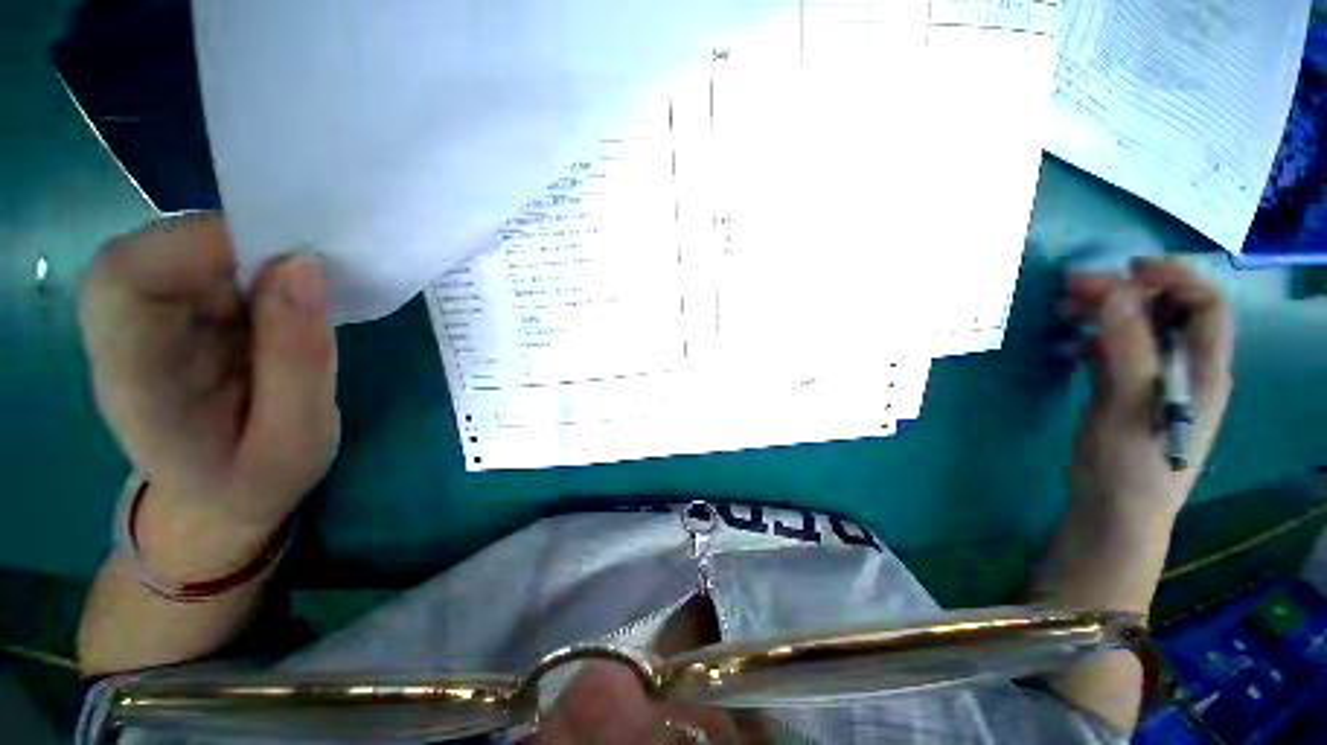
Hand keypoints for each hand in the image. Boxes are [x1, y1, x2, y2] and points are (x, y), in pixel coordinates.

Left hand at [80, 214, 338, 573]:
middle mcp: (122, 334)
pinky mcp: (175, 311)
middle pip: (151, 249)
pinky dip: (258, 265)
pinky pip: (208, 262)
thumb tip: (306, 266)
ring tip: (306, 295)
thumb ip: (299, 361)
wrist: (214, 499)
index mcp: (132, 380)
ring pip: (183, 247)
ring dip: (254, 256)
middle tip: (309, 273)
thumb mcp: (296, 439)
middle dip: (237, 244)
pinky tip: (291, 298)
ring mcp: (145, 319)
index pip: (129, 278)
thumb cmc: (255, 481)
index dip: (203, 245)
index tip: (291, 258)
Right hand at [1065, 257, 1233, 524]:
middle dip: (1128, 292)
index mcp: (1203, 371)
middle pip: (1168, 315)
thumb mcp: (1130, 403)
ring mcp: (1157, 385)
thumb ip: (1128, 346)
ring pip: (1140, 334)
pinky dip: (1098, 340)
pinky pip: (1119, 355)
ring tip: (1066, 309)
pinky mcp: (1128, 397)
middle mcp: (1187, 371)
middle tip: (1077, 288)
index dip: (1173, 278)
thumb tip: (1116, 291)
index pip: (1205, 306)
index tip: (1126, 268)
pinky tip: (1073, 345)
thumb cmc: (1132, 462)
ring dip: (1107, 314)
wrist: (1114, 512)